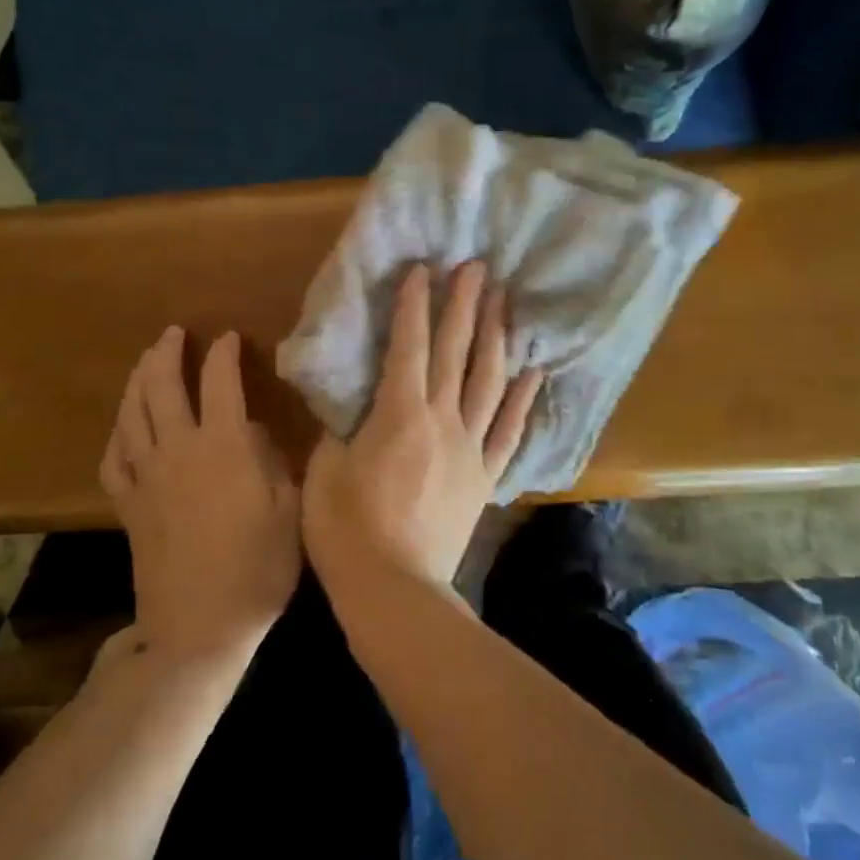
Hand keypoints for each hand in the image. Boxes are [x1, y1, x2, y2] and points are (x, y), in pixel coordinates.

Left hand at [100, 327, 301, 661]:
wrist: (199, 627)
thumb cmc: (257, 569)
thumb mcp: (290, 509)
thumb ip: (273, 460)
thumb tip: (253, 429)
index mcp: (223, 446)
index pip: (220, 381)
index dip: (224, 353)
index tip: (230, 337)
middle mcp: (177, 449)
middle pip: (161, 385)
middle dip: (167, 352)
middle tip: (175, 333)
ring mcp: (145, 476)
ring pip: (131, 412)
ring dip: (138, 378)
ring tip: (147, 361)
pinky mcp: (126, 503)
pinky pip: (113, 454)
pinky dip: (119, 429)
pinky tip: (125, 422)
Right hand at [304, 261, 544, 591]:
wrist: (395, 591)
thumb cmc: (346, 531)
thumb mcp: (325, 472)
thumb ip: (339, 429)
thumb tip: (350, 404)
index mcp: (399, 414)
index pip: (409, 347)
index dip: (415, 305)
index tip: (423, 269)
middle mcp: (442, 421)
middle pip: (457, 352)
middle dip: (465, 306)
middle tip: (477, 268)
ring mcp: (470, 448)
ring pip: (489, 382)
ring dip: (496, 338)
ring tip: (505, 302)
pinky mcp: (485, 477)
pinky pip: (508, 431)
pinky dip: (522, 399)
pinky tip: (533, 371)